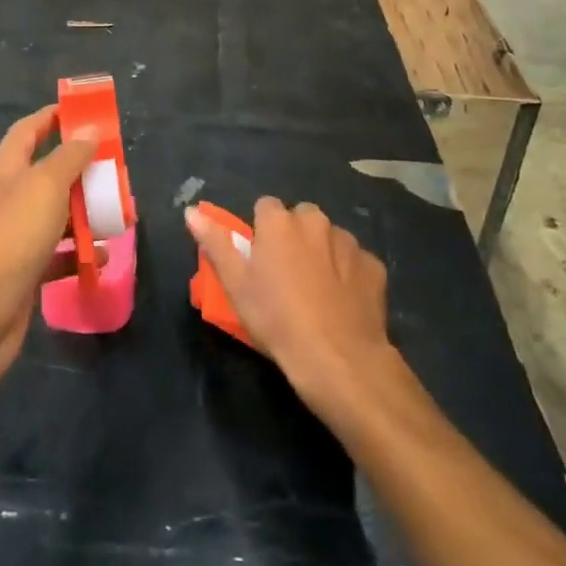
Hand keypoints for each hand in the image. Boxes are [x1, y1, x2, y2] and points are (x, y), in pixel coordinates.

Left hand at [0, 106, 96, 397]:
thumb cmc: (4, 243)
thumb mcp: (42, 190)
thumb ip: (68, 159)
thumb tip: (89, 130)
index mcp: (3, 171)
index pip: (28, 131)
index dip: (55, 117)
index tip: (89, 111)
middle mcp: (5, 200)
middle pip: (46, 173)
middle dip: (81, 169)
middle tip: (118, 170)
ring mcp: (11, 240)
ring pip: (54, 216)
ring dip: (84, 212)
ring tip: (120, 213)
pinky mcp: (20, 277)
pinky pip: (55, 257)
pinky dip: (77, 255)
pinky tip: (101, 259)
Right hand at [186, 197, 393, 401]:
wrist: (338, 358)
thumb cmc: (277, 319)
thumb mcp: (235, 284)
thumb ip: (215, 242)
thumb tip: (191, 210)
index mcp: (279, 221)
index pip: (265, 207)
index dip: (261, 231)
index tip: (259, 259)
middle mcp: (316, 221)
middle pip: (300, 218)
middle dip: (294, 236)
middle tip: (286, 275)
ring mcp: (349, 242)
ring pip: (330, 238)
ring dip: (322, 252)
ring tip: (316, 291)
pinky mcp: (374, 266)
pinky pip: (355, 261)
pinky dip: (348, 274)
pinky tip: (342, 303)